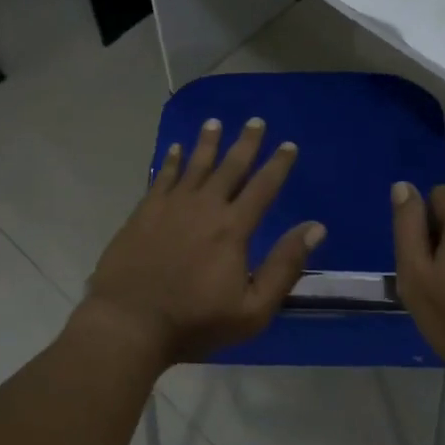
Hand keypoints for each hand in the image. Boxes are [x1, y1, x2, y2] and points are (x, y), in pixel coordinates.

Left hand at [84, 117, 324, 366]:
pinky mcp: (144, 212)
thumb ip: (285, 266)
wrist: (129, 323)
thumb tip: (316, 228)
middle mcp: (204, 207)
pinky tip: (174, 149)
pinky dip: (171, 161)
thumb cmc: (195, 322)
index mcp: (233, 229)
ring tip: (215, 122)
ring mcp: (170, 206)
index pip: (263, 188)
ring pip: (194, 165)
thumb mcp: (253, 309)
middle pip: (230, 167)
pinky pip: (162, 177)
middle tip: (255, 121)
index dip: (278, 165)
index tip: (288, 145)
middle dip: (246, 143)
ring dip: (207, 143)